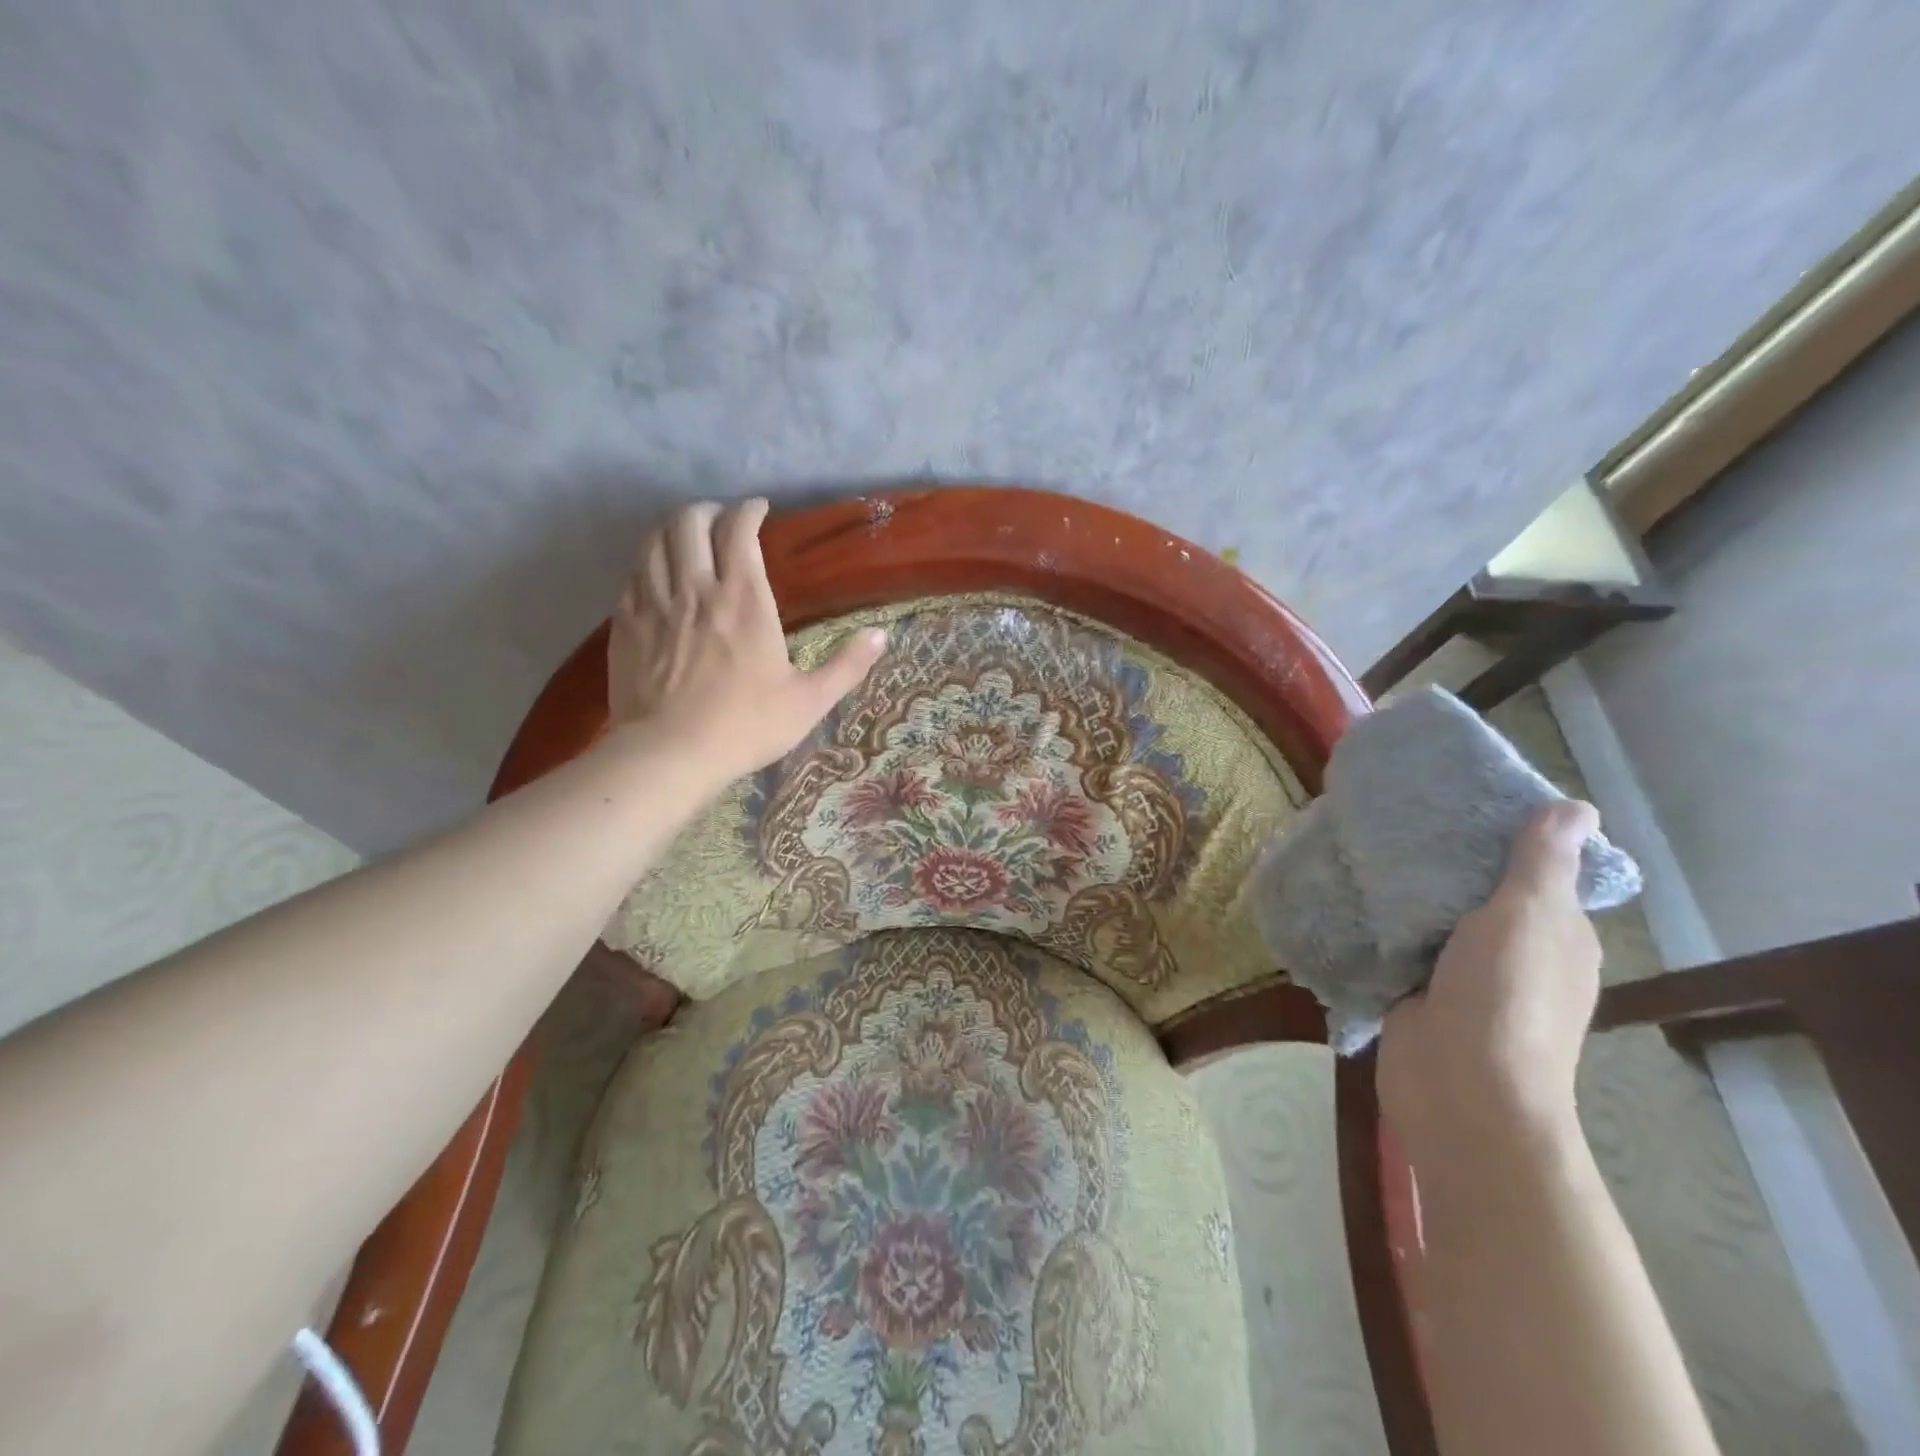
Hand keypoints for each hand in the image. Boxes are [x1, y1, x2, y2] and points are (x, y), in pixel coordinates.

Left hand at [607, 499, 885, 780]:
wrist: (671, 754)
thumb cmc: (745, 726)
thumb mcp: (809, 701)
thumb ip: (846, 666)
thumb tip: (881, 635)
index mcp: (744, 599)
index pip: (739, 529)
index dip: (749, 510)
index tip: (759, 510)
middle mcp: (696, 588)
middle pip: (689, 521)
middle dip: (707, 510)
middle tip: (721, 521)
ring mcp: (655, 603)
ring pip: (655, 541)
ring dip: (672, 529)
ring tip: (686, 537)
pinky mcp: (626, 623)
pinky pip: (633, 573)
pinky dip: (647, 561)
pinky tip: (655, 573)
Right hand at [1377, 800, 1602, 1159]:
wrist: (1459, 1089)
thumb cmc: (1503, 997)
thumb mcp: (1527, 918)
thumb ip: (1541, 864)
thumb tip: (1579, 807)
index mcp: (1556, 935)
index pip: (1535, 872)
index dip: (1503, 836)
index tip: (1456, 801)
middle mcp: (1516, 954)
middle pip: (1478, 892)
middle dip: (1444, 860)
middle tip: (1396, 817)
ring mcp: (1465, 977)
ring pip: (1434, 920)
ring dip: (1407, 894)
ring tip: (1364, 846)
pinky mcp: (1419, 992)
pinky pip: (1400, 946)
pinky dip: (1382, 925)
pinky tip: (1351, 895)